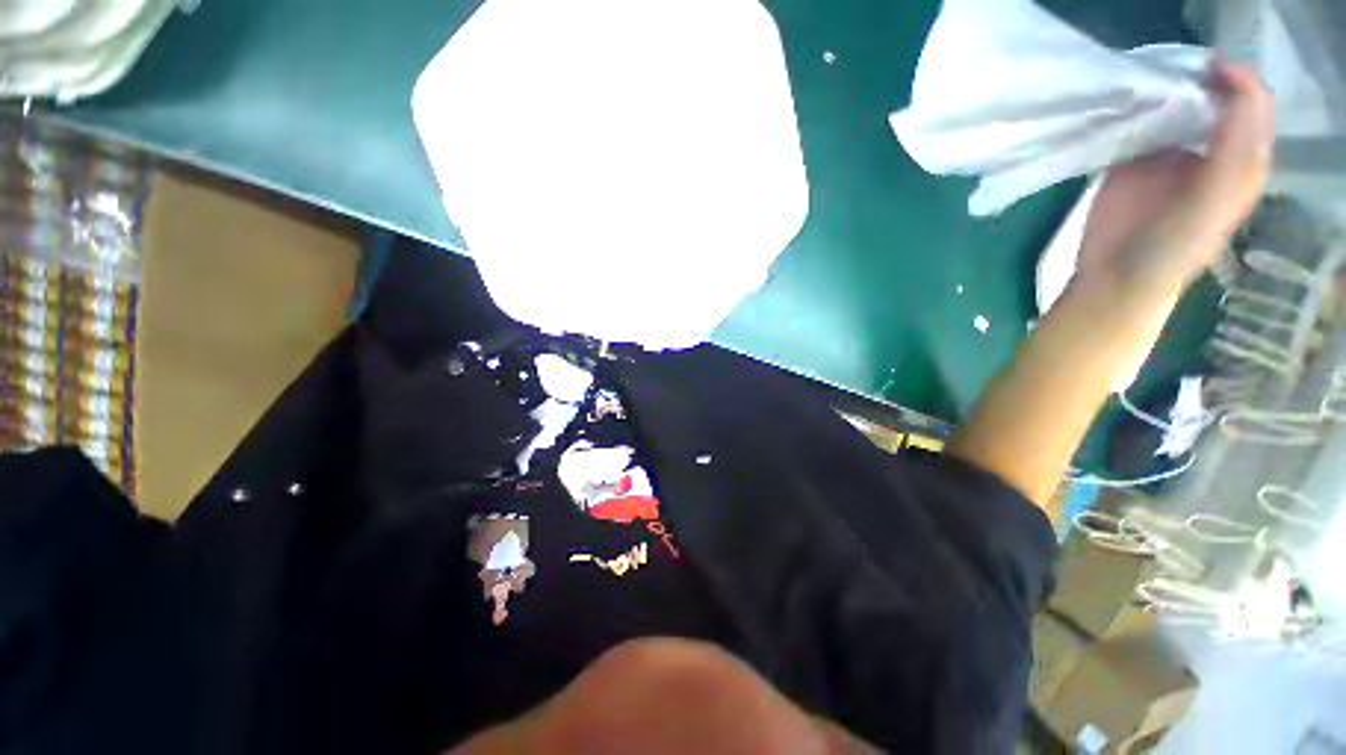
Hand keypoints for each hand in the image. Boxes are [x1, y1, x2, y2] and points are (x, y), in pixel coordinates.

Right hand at [1079, 62, 1274, 286]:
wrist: (1118, 275)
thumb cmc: (1174, 246)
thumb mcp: (1217, 196)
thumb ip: (1235, 145)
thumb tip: (1231, 80)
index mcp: (1242, 158)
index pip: (1251, 102)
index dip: (1236, 80)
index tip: (1207, 69)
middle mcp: (1211, 147)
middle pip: (1214, 95)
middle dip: (1199, 78)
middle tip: (1176, 78)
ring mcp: (1170, 151)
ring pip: (1176, 102)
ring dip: (1165, 89)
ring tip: (1151, 88)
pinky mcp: (1133, 158)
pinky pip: (1138, 120)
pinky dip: (1133, 107)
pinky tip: (1127, 107)